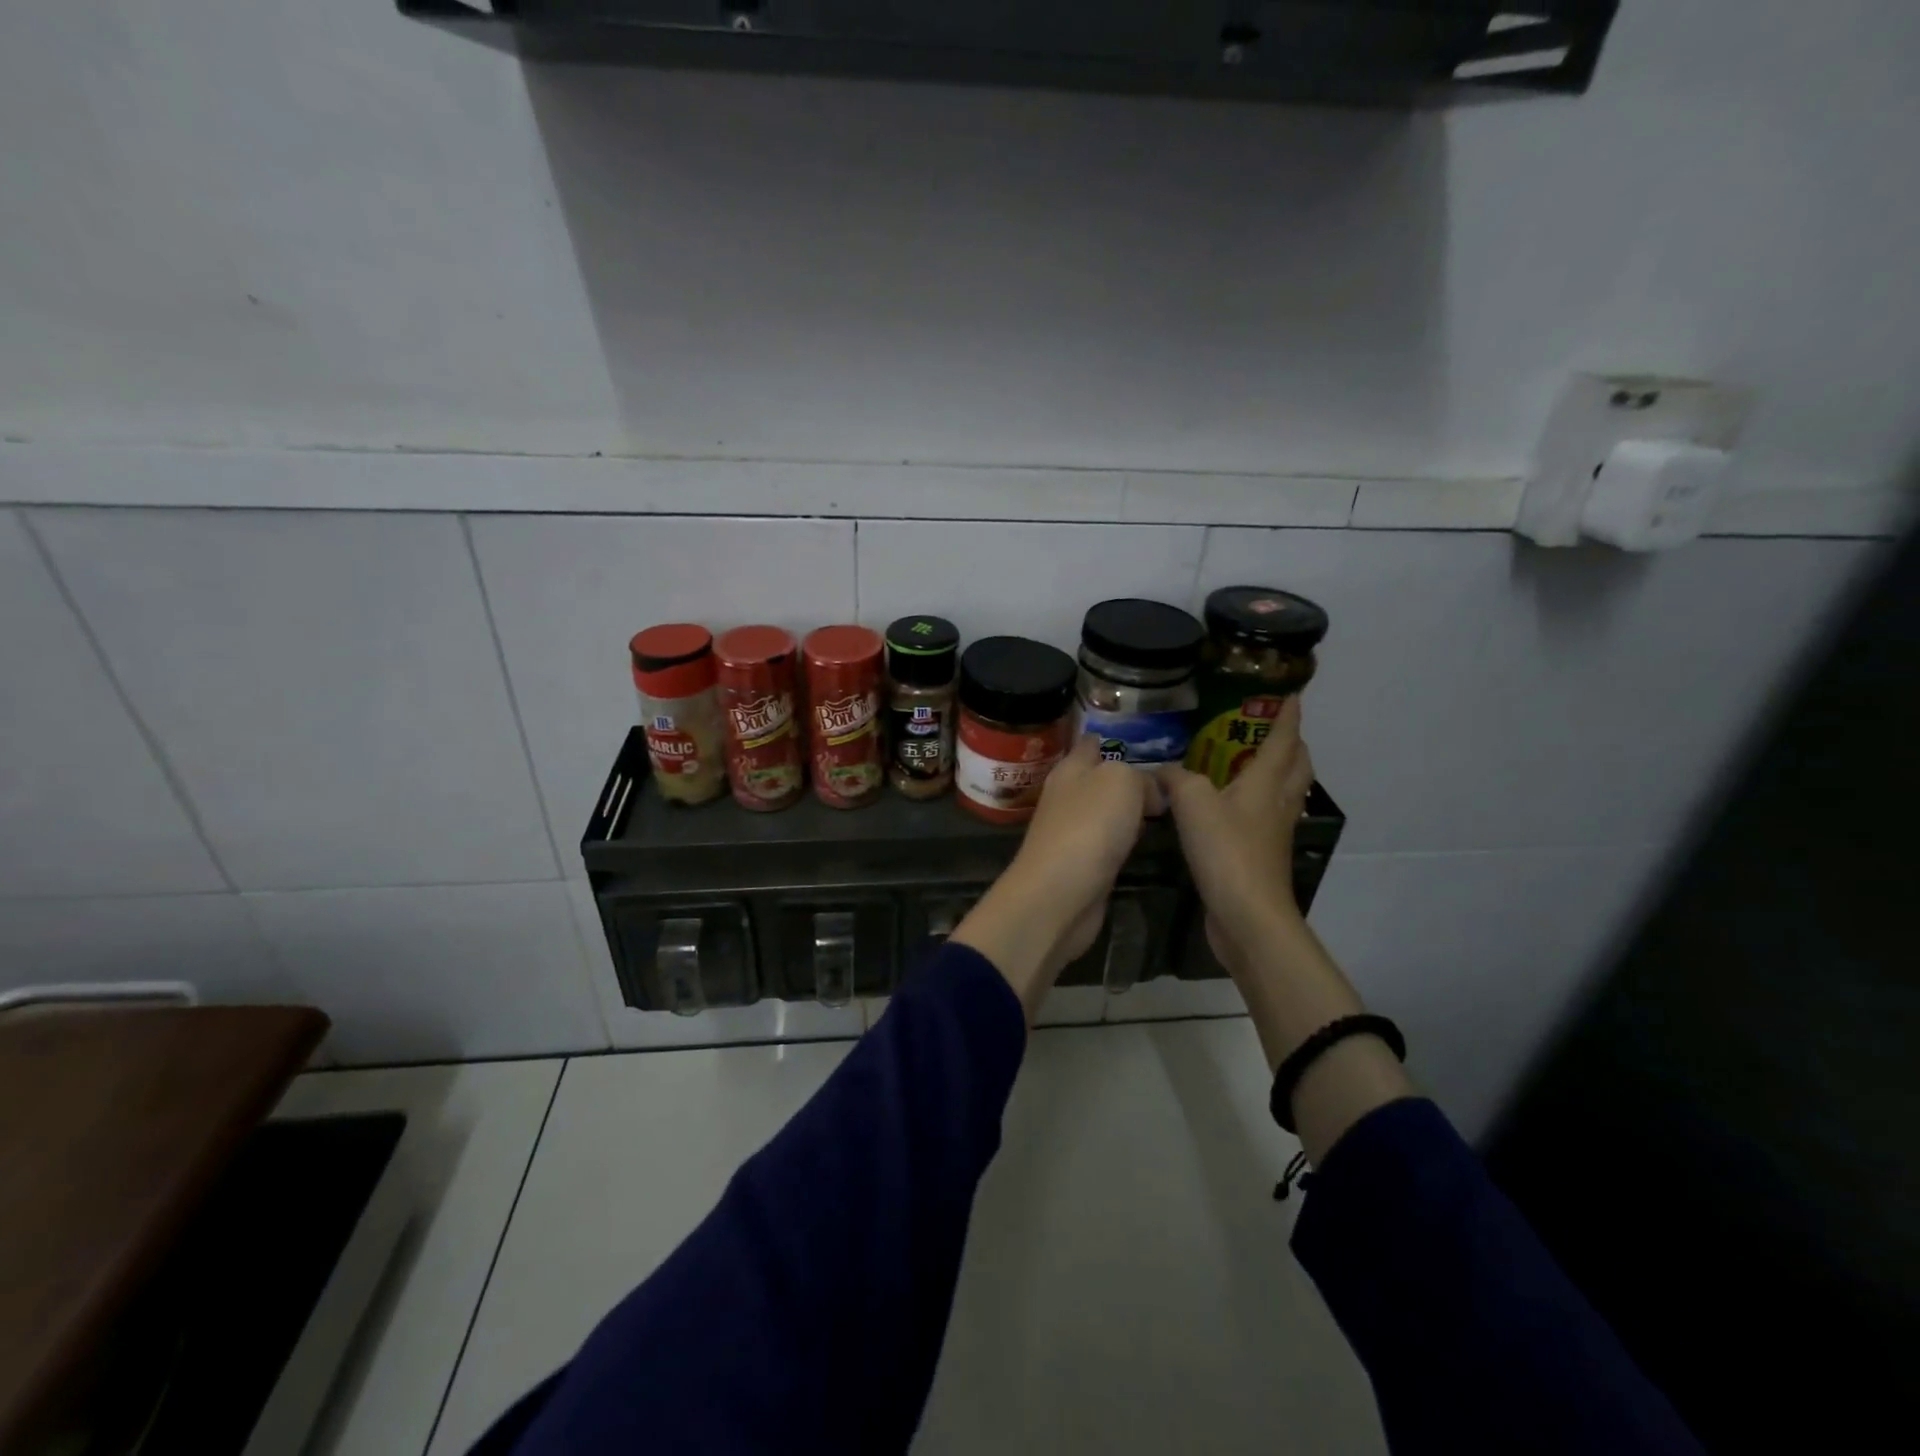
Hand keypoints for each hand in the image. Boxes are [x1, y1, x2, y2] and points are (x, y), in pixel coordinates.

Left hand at [952, 736, 1163, 1017]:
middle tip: (1168, 778)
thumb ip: (1140, 776)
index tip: (1143, 740)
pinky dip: (1125, 839)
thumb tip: (1150, 792)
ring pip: (1106, 810)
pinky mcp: (1082, 864)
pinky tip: (1145, 841)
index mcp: (1070, 769)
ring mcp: (1073, 832)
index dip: (1113, 738)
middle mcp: (1068, 796)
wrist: (1060, 895)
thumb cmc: (1088, 827)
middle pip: (1100, 778)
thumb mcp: (1121, 781)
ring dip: (1128, 809)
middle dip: (1127, 776)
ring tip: (1165, 806)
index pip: (1091, 743)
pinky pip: (1109, 842)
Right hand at [1155, 696, 1314, 971]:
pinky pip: (1268, 817)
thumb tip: (1161, 770)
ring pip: (1287, 792)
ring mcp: (1273, 832)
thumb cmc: (1226, 850)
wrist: (1247, 914)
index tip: (1292, 696)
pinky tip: (1234, 807)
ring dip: (1280, 773)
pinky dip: (1259, 802)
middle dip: (1292, 744)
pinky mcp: (1262, 856)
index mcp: (1266, 782)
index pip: (1282, 740)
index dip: (1287, 716)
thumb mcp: (1193, 803)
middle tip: (1273, 730)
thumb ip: (1176, 778)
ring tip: (1255, 763)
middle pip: (1297, 766)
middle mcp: (1278, 803)